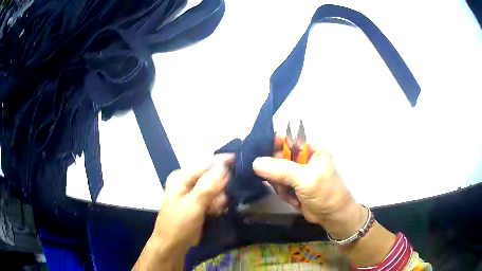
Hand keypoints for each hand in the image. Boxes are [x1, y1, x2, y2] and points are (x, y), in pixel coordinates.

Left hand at [152, 154, 233, 251]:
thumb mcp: (192, 205)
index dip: (224, 163)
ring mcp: (194, 193)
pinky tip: (214, 213)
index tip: (240, 163)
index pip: (207, 164)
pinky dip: (218, 206)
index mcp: (182, 177)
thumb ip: (208, 186)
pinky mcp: (200, 203)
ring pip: (217, 190)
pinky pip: (215, 199)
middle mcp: (188, 182)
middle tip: (219, 203)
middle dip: (220, 189)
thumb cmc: (179, 224)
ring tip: (214, 211)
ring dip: (219, 200)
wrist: (173, 245)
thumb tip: (224, 165)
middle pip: (213, 177)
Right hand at [253, 136, 366, 239]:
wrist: (332, 217)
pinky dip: (283, 193)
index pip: (287, 140)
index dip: (272, 144)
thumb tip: (255, 162)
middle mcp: (304, 159)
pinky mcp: (294, 186)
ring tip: (289, 194)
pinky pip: (279, 185)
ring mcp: (298, 173)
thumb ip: (281, 170)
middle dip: (276, 172)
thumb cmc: (325, 193)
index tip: (257, 152)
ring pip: (276, 173)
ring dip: (280, 185)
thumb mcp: (305, 179)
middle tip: (279, 183)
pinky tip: (293, 200)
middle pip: (278, 158)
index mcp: (311, 150)